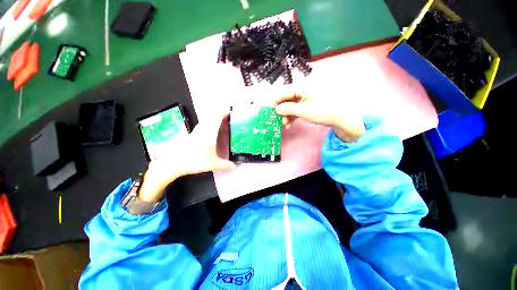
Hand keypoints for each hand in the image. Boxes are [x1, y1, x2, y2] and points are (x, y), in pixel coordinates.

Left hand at [138, 113, 235, 202]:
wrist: (173, 162)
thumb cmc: (194, 160)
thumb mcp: (213, 164)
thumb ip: (225, 165)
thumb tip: (235, 167)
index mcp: (209, 132)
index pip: (217, 118)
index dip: (224, 113)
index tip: (230, 111)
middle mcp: (202, 129)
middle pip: (211, 117)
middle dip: (219, 114)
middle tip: (227, 116)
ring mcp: (196, 132)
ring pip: (206, 121)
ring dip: (213, 119)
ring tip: (220, 122)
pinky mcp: (191, 136)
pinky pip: (202, 126)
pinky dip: (208, 125)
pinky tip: (209, 132)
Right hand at [274, 93, 364, 142]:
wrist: (341, 118)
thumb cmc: (323, 112)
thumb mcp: (304, 111)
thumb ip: (288, 109)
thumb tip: (276, 109)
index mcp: (302, 88)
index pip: (283, 93)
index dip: (276, 102)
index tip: (270, 112)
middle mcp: (303, 91)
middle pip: (286, 100)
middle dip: (282, 111)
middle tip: (280, 122)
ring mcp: (306, 98)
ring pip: (291, 106)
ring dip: (287, 115)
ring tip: (286, 125)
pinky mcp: (308, 104)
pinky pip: (296, 109)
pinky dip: (292, 116)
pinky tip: (290, 123)